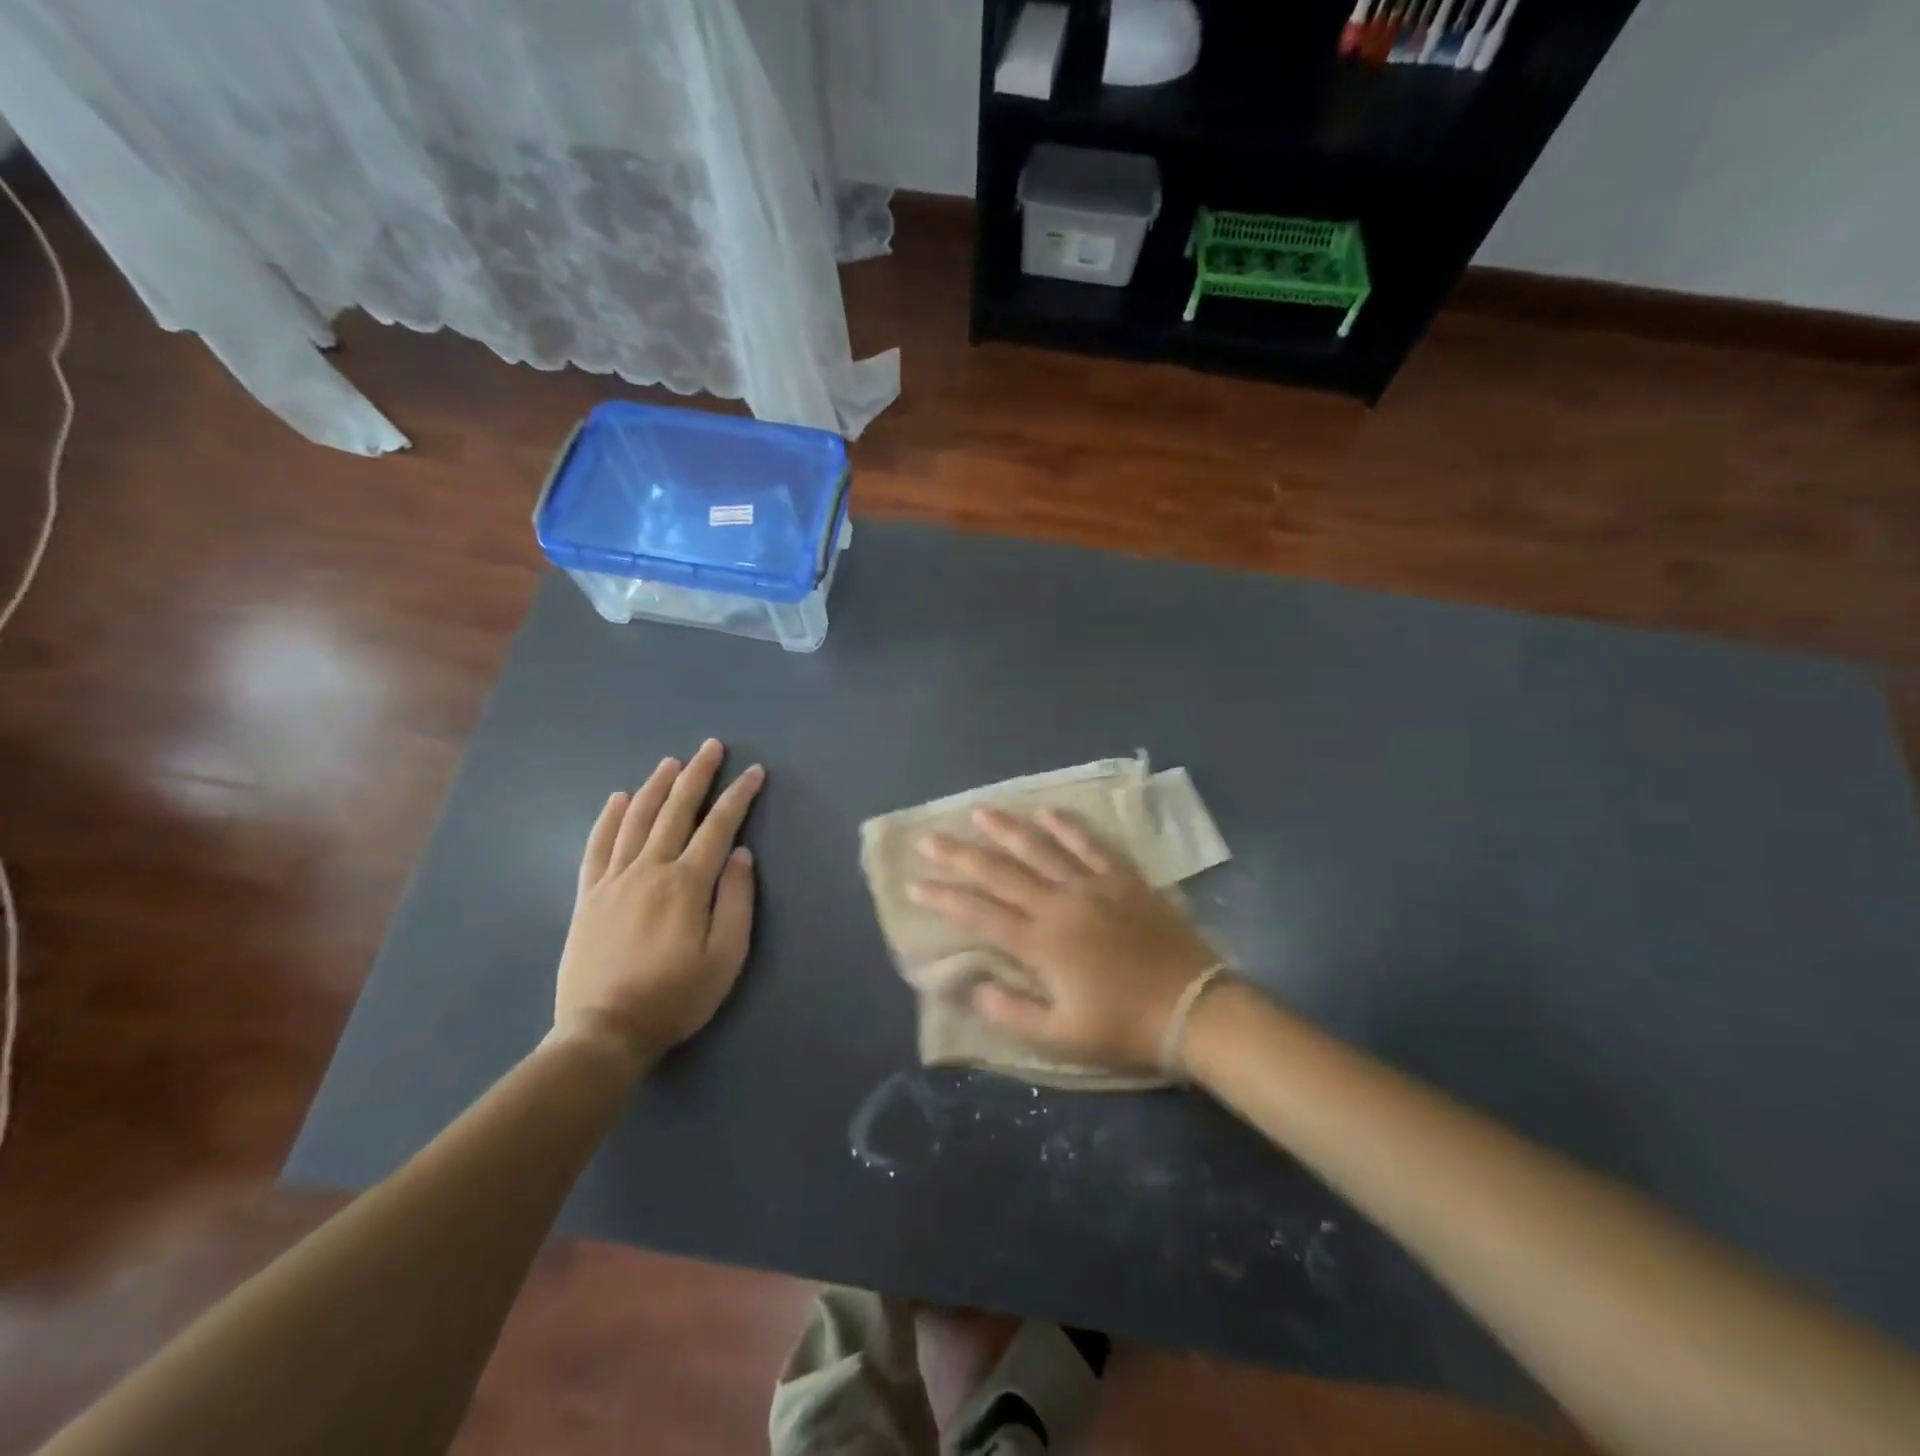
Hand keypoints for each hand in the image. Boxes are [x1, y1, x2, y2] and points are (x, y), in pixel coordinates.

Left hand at [554, 739, 764, 1067]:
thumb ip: (737, 901)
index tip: (754, 772)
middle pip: (676, 811)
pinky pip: (598, 846)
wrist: (604, 1031)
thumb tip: (742, 855)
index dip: (739, 796)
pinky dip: (608, 819)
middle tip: (711, 747)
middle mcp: (649, 870)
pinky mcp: (589, 895)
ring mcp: (614, 880)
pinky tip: (616, 799)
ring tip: (671, 763)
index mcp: (686, 884)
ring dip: (655, 787)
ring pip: (636, 820)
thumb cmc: (675, 997)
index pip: (718, 827)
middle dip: (698, 776)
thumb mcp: (725, 957)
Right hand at [909, 808, 1217, 1073]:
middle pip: (1000, 872)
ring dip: (1007, 830)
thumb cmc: (1123, 1027)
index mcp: (1040, 943)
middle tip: (929, 839)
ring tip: (980, 811)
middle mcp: (1059, 904)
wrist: (1193, 1009)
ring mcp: (1092, 886)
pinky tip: (1048, 813)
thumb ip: (1010, 1011)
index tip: (914, 885)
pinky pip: (1090, 845)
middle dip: (960, 855)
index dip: (943, 898)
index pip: (979, 913)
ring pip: (1040, 849)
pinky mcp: (1123, 879)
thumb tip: (971, 986)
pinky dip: (1067, 827)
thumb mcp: (1060, 1036)